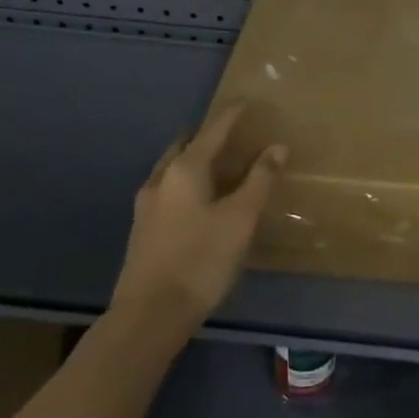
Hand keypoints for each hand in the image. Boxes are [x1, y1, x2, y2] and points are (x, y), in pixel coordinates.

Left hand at [112, 102, 285, 332]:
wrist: (149, 316)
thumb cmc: (201, 259)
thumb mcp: (241, 218)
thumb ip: (260, 180)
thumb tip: (276, 147)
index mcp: (185, 169)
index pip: (213, 130)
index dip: (231, 114)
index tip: (246, 101)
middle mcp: (161, 179)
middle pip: (185, 145)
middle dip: (207, 136)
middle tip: (231, 135)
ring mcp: (146, 205)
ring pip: (172, 168)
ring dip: (193, 159)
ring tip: (217, 166)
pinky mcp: (142, 229)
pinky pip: (167, 189)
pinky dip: (185, 182)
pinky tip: (198, 201)